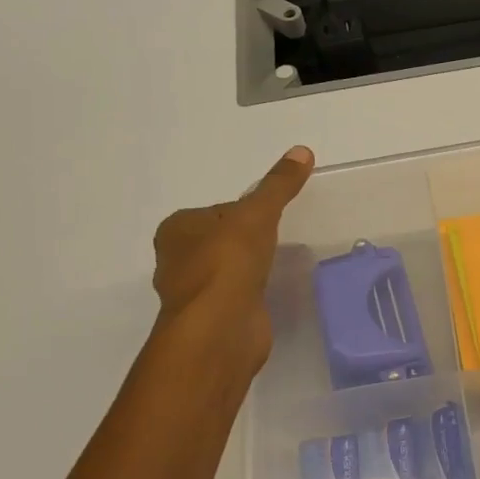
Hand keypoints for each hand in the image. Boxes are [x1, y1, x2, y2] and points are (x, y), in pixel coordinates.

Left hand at [151, 145, 312, 373]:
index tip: (270, 216)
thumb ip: (278, 186)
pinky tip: (270, 290)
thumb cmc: (228, 262)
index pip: (217, 211)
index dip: (245, 211)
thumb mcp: (257, 214)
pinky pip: (237, 295)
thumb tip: (302, 150)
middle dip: (246, 240)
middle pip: (221, 240)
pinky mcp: (214, 319)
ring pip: (227, 269)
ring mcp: (195, 293)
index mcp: (177, 230)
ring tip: (279, 262)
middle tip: (279, 237)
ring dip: (248, 267)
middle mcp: (177, 260)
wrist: (221, 328)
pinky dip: (252, 291)